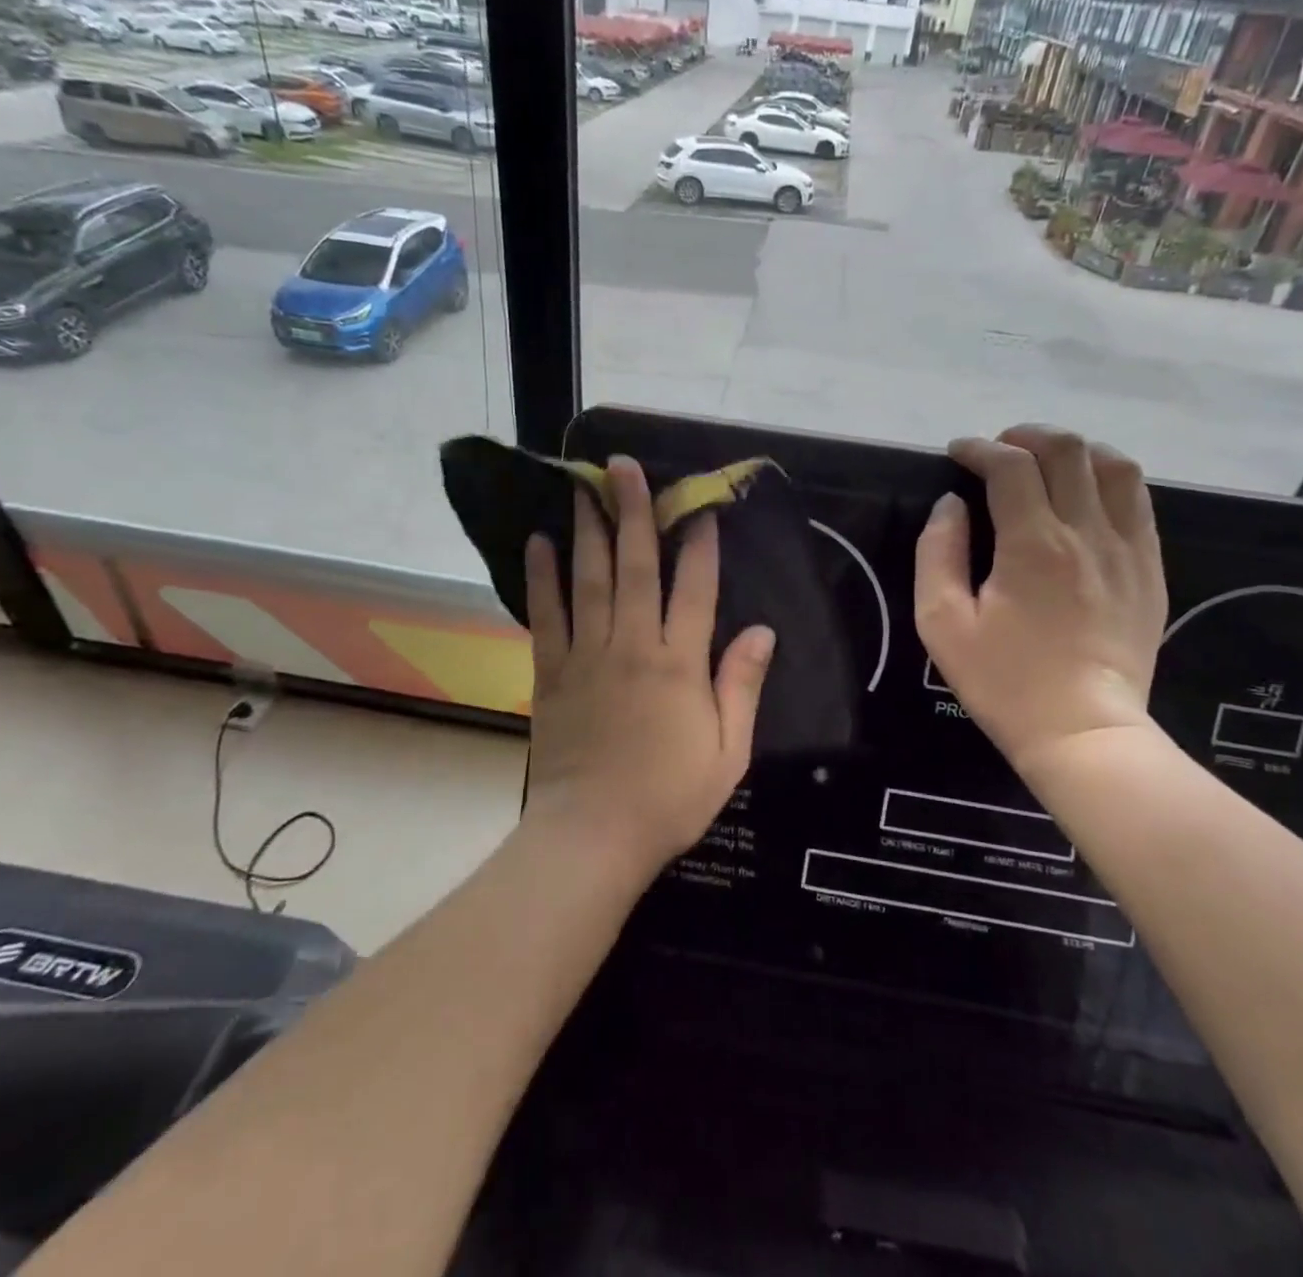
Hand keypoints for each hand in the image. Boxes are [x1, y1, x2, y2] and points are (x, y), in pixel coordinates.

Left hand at [522, 456, 775, 876]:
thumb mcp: (728, 752)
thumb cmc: (669, 798)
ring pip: (588, 581)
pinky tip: (538, 543)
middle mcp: (632, 647)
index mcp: (679, 665)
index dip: (699, 544)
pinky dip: (541, 578)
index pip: (694, 589)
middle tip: (623, 466)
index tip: (698, 505)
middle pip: (635, 568)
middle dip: (633, 512)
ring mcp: (587, 657)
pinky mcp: (551, 674)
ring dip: (587, 530)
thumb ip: (743, 687)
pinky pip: (546, 616)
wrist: (593, 836)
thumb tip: (764, 630)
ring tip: (582, 487)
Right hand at [915, 426, 1167, 780]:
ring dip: (1074, 450)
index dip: (979, 449)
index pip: (1010, 466)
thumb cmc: (1004, 681)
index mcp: (1033, 543)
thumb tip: (951, 505)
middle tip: (997, 451)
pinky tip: (1085, 496)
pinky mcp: (1150, 569)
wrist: (1083, 732)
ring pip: (1114, 465)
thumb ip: (938, 552)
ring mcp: (1128, 549)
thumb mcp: (942, 622)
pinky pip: (1138, 501)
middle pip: (1067, 450)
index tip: (957, 453)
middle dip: (1026, 436)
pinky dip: (1108, 480)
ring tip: (1045, 463)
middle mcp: (1087, 532)